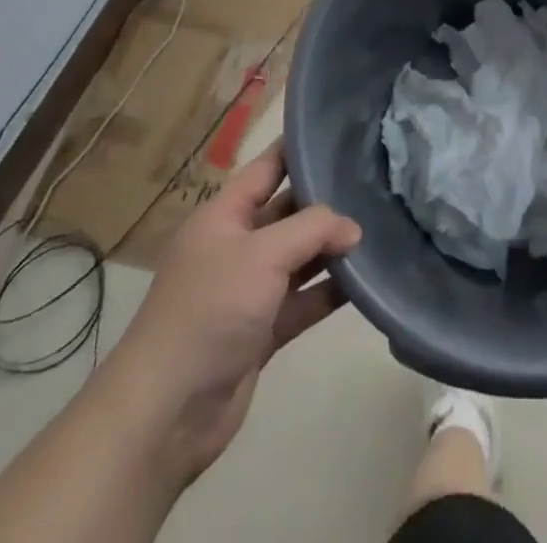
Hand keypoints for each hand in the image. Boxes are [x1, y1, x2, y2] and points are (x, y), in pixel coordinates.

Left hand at [113, 140, 361, 485]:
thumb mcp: (263, 254)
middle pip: (288, 211)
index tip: (342, 133)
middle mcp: (236, 246)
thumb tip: (353, 228)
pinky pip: (303, 300)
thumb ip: (313, 229)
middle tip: (375, 182)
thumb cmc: (209, 310)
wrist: (166, 414)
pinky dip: (329, 291)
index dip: (299, 148)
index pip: (266, 167)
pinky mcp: (262, 331)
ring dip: (332, 248)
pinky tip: (366, 280)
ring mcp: (249, 291)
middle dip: (326, 200)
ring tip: (380, 228)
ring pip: (299, 257)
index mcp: (223, 216)